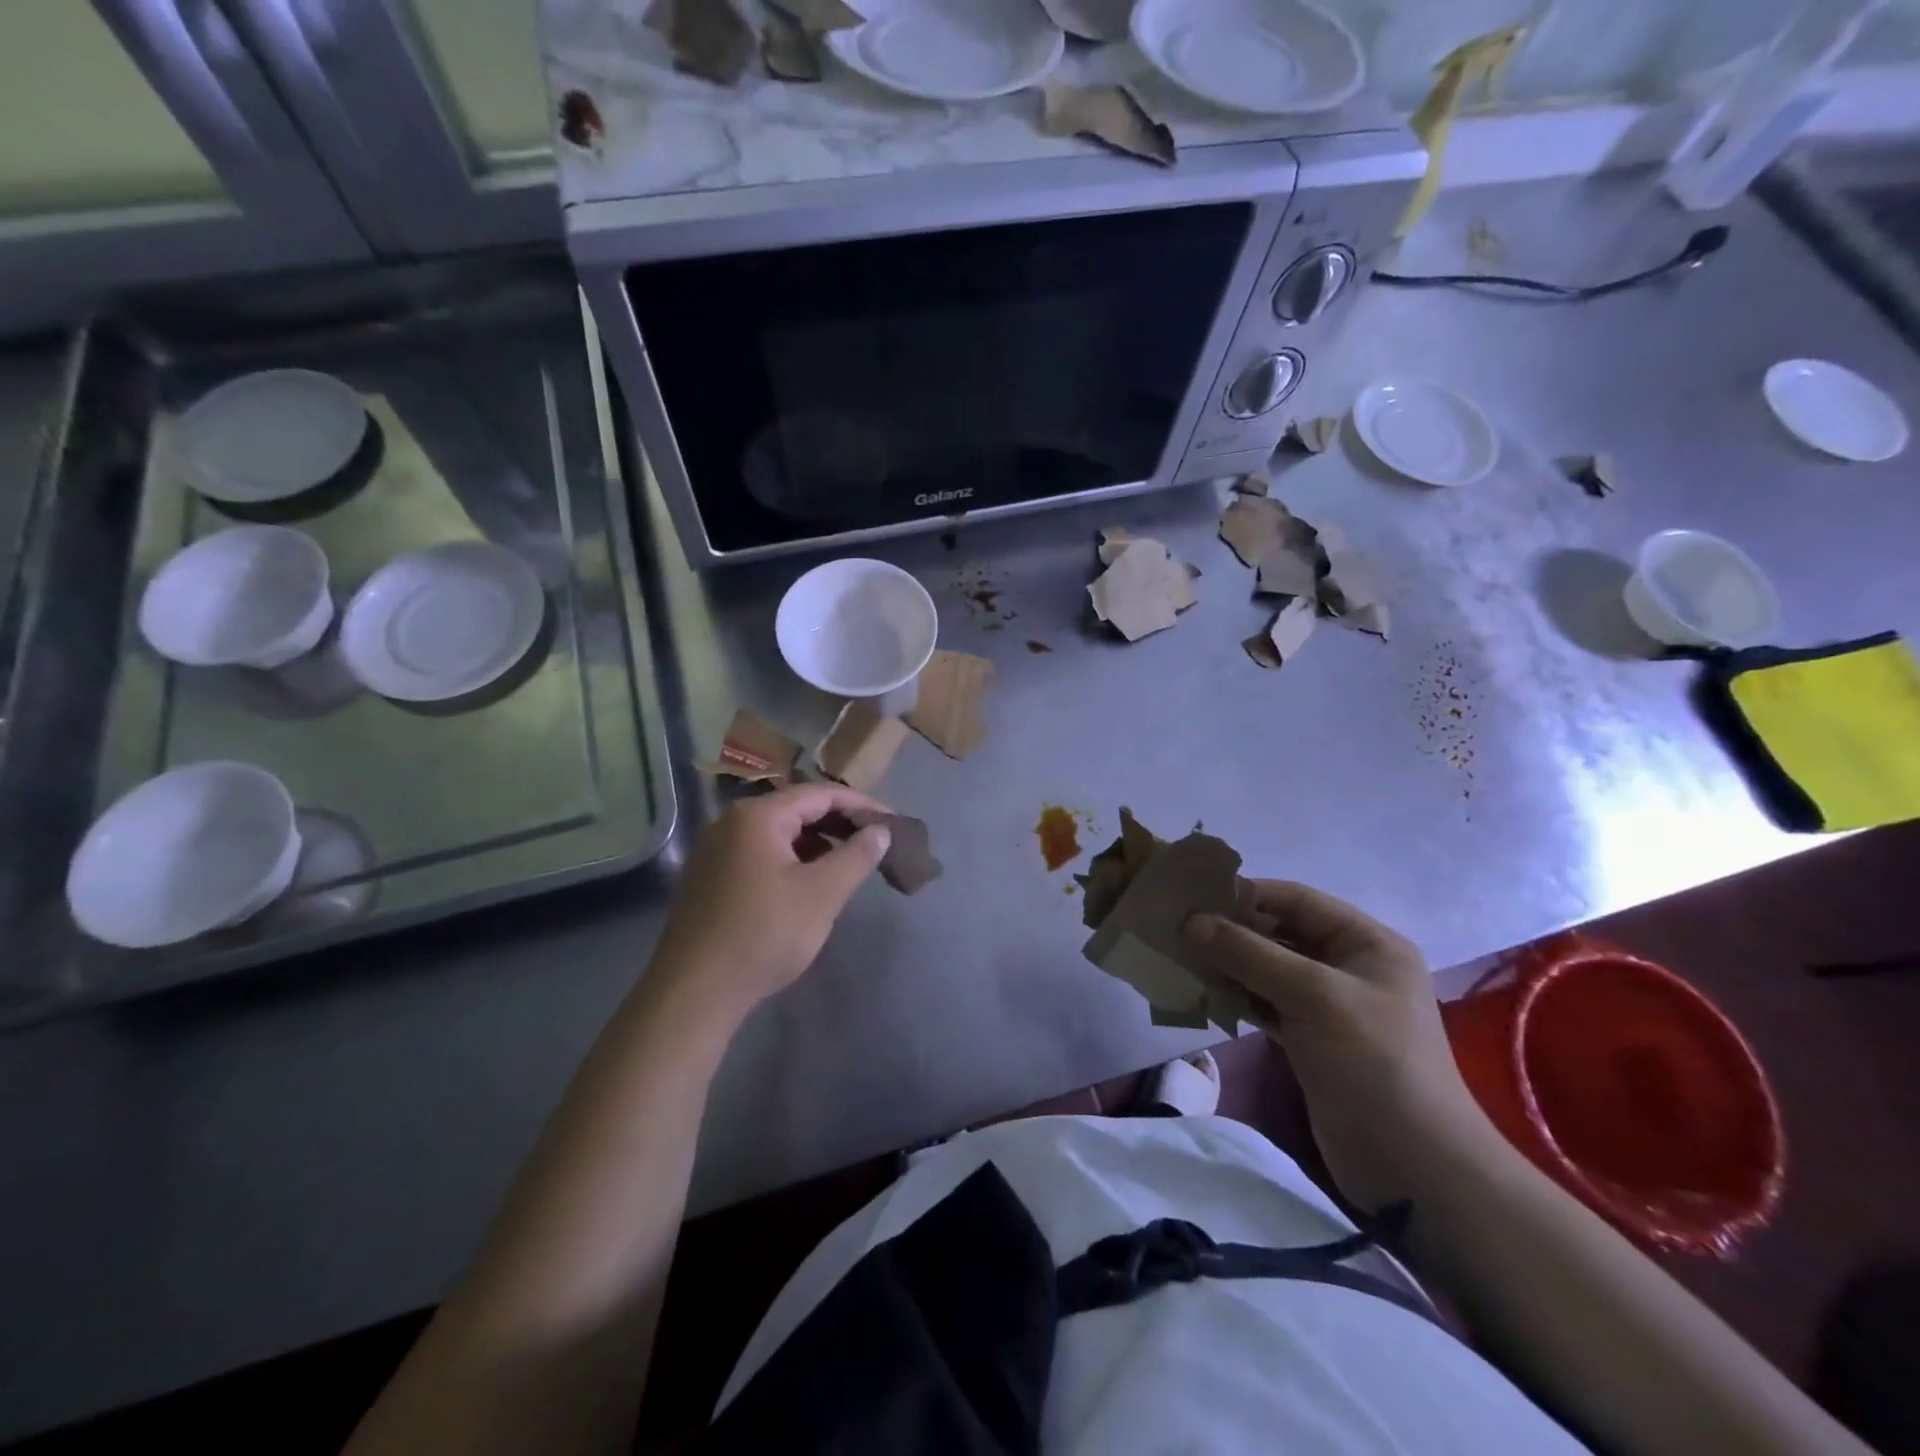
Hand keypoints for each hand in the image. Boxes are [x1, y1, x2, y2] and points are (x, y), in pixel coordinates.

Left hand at [645, 784, 891, 1035]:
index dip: (861, 805)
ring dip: (817, 842)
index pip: (820, 793)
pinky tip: (810, 882)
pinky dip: (792, 858)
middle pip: (797, 808)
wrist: (694, 993)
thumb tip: (881, 831)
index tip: (893, 822)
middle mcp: (731, 821)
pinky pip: (760, 852)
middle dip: (839, 823)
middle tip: (876, 841)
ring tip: (849, 863)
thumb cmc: (764, 935)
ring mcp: (715, 849)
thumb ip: (857, 855)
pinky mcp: (710, 876)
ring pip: (778, 832)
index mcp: (758, 816)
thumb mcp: (822, 894)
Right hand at [1185, 881, 1491, 1210]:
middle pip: (1281, 933)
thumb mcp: (1312, 995)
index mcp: (1367, 943)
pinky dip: (1237, 997)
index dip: (1247, 893)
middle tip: (1178, 928)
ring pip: (1269, 970)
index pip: (1298, 900)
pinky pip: (1266, 1003)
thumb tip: (1191, 921)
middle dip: (1232, 930)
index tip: (1194, 896)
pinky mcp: (1312, 1040)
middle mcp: (1350, 967)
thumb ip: (1249, 953)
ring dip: (1229, 964)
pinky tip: (1202, 993)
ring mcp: (1330, 1006)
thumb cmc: (1373, 1062)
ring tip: (1181, 958)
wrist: (1414, 1167)